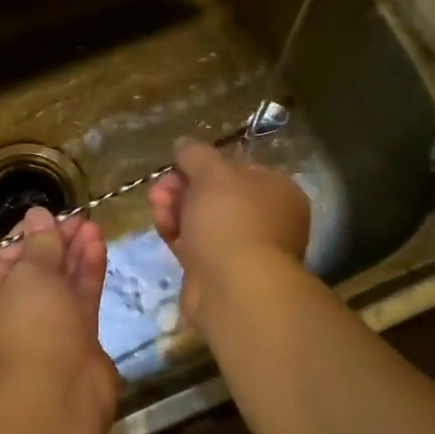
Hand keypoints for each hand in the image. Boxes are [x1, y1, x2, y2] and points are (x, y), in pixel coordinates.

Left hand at [0, 207, 120, 428]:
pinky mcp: (76, 338)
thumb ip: (39, 243)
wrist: (60, 392)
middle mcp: (11, 317)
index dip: (26, 236)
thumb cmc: (31, 326)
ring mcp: (46, 329)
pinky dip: (87, 272)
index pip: (2, 261)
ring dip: (75, 254)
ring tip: (93, 225)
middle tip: (78, 218)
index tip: (49, 216)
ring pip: (60, 284)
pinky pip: (79, 299)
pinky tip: (99, 245)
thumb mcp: (30, 275)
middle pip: (34, 272)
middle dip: (55, 243)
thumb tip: (37, 213)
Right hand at [149, 138, 309, 324]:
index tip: (178, 165)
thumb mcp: (212, 172)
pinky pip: (195, 245)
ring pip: (202, 220)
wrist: (235, 289)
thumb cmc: (231, 220)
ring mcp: (243, 248)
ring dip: (175, 208)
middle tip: (161, 189)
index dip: (204, 164)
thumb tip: (183, 144)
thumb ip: (195, 153)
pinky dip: (177, 234)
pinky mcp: (219, 272)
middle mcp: (266, 219)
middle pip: (215, 194)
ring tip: (157, 207)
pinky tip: (162, 228)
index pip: (238, 167)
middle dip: (182, 187)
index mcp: (277, 191)